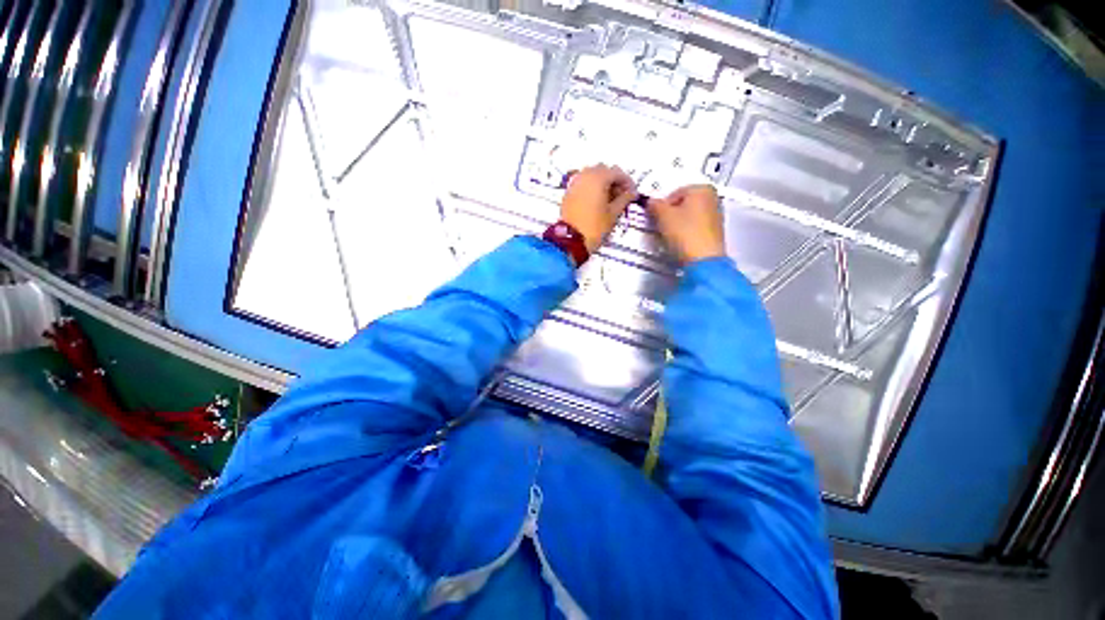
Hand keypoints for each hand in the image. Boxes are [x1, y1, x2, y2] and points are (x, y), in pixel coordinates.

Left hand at [560, 165, 637, 253]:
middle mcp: (584, 176)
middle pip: (604, 170)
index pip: (617, 172)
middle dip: (614, 181)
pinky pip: (583, 184)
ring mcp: (574, 184)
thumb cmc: (593, 228)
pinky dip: (591, 188)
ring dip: (602, 183)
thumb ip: (624, 199)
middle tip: (622, 195)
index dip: (627, 182)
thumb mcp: (613, 213)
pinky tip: (597, 202)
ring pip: (592, 175)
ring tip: (610, 200)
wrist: (571, 241)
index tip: (632, 192)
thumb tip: (631, 193)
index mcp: (598, 178)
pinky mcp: (568, 193)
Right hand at [647, 185, 725, 263]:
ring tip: (671, 235)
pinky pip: (694, 227)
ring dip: (677, 224)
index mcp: (702, 188)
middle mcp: (712, 199)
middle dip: (670, 214)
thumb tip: (651, 202)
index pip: (673, 193)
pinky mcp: (714, 232)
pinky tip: (680, 241)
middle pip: (682, 204)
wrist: (703, 260)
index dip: (661, 206)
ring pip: (688, 216)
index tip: (656, 215)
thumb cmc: (687, 235)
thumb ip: (655, 205)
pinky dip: (685, 232)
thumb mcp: (663, 216)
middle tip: (662, 225)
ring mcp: (715, 216)